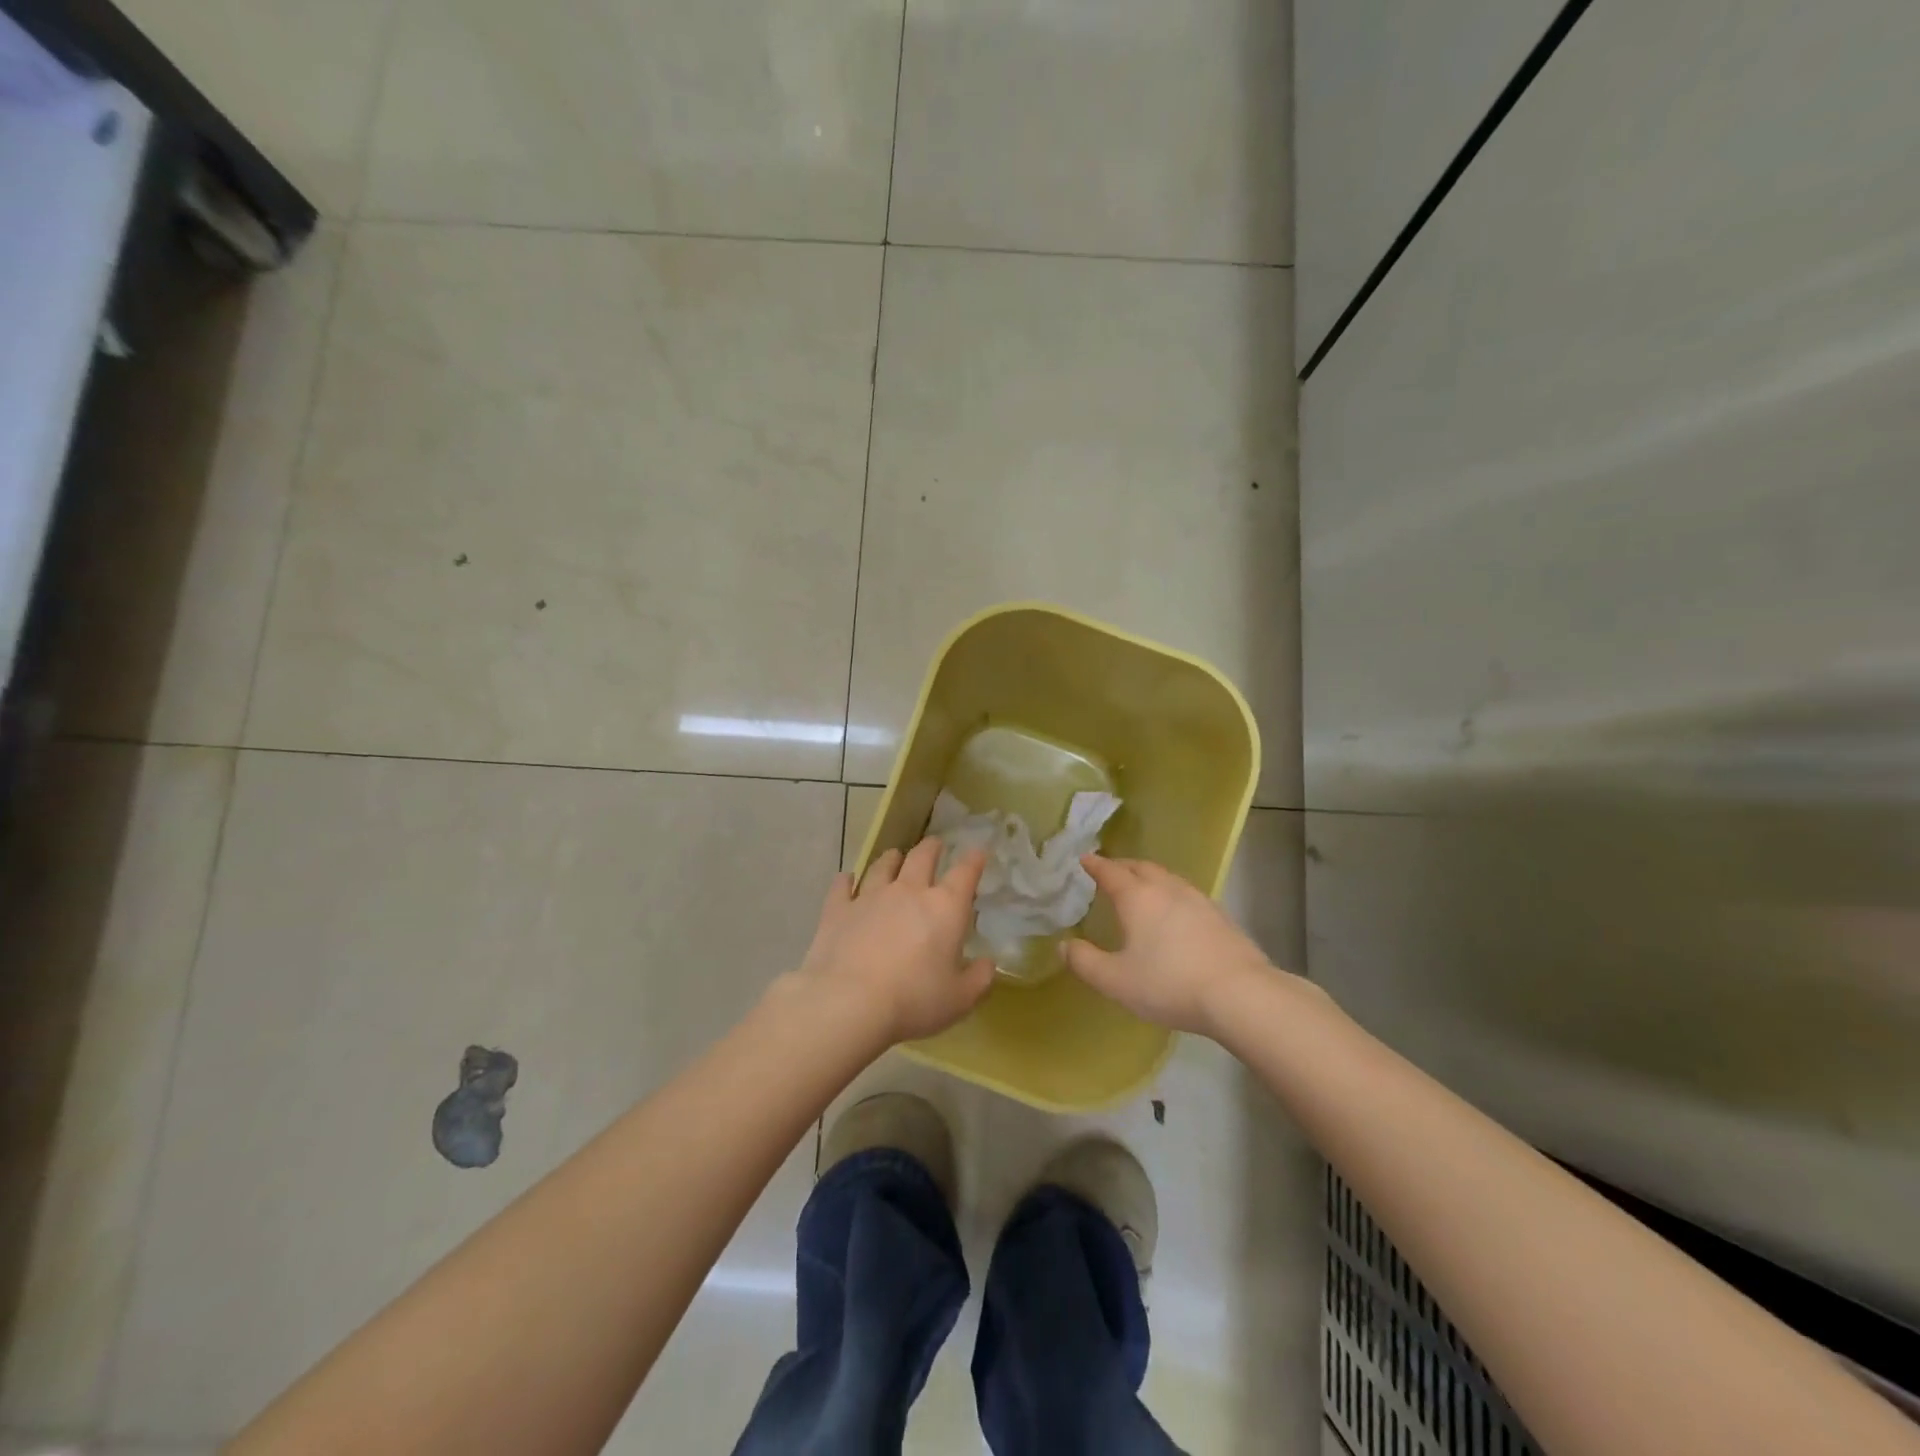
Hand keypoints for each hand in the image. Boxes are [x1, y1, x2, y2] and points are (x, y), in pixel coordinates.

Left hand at [794, 838, 993, 1044]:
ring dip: (892, 858)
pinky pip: (842, 886)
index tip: (979, 851)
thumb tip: (987, 964)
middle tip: (936, 843)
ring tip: (894, 856)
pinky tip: (846, 879)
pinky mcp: (838, 910)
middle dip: (932, 847)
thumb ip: (978, 979)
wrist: (849, 1002)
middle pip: (922, 857)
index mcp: (945, 908)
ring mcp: (870, 897)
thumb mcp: (959, 999)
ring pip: (883, 866)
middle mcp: (909, 891)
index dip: (974, 859)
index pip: (965, 873)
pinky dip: (846, 881)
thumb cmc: (913, 1000)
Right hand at [1063, 855, 1272, 1035]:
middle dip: (1122, 865)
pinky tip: (1175, 912)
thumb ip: (1085, 962)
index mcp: (1137, 898)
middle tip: (1109, 870)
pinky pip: (1186, 893)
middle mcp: (1166, 889)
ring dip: (1148, 876)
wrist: (1240, 994)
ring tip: (1140, 887)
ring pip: (1167, 877)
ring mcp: (1197, 899)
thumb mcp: (1116, 981)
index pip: (1110, 872)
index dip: (1094, 865)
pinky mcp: (1220, 915)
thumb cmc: (1169, 984)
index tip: (1084, 859)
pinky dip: (1171, 893)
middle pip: (1140, 867)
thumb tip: (1064, 946)